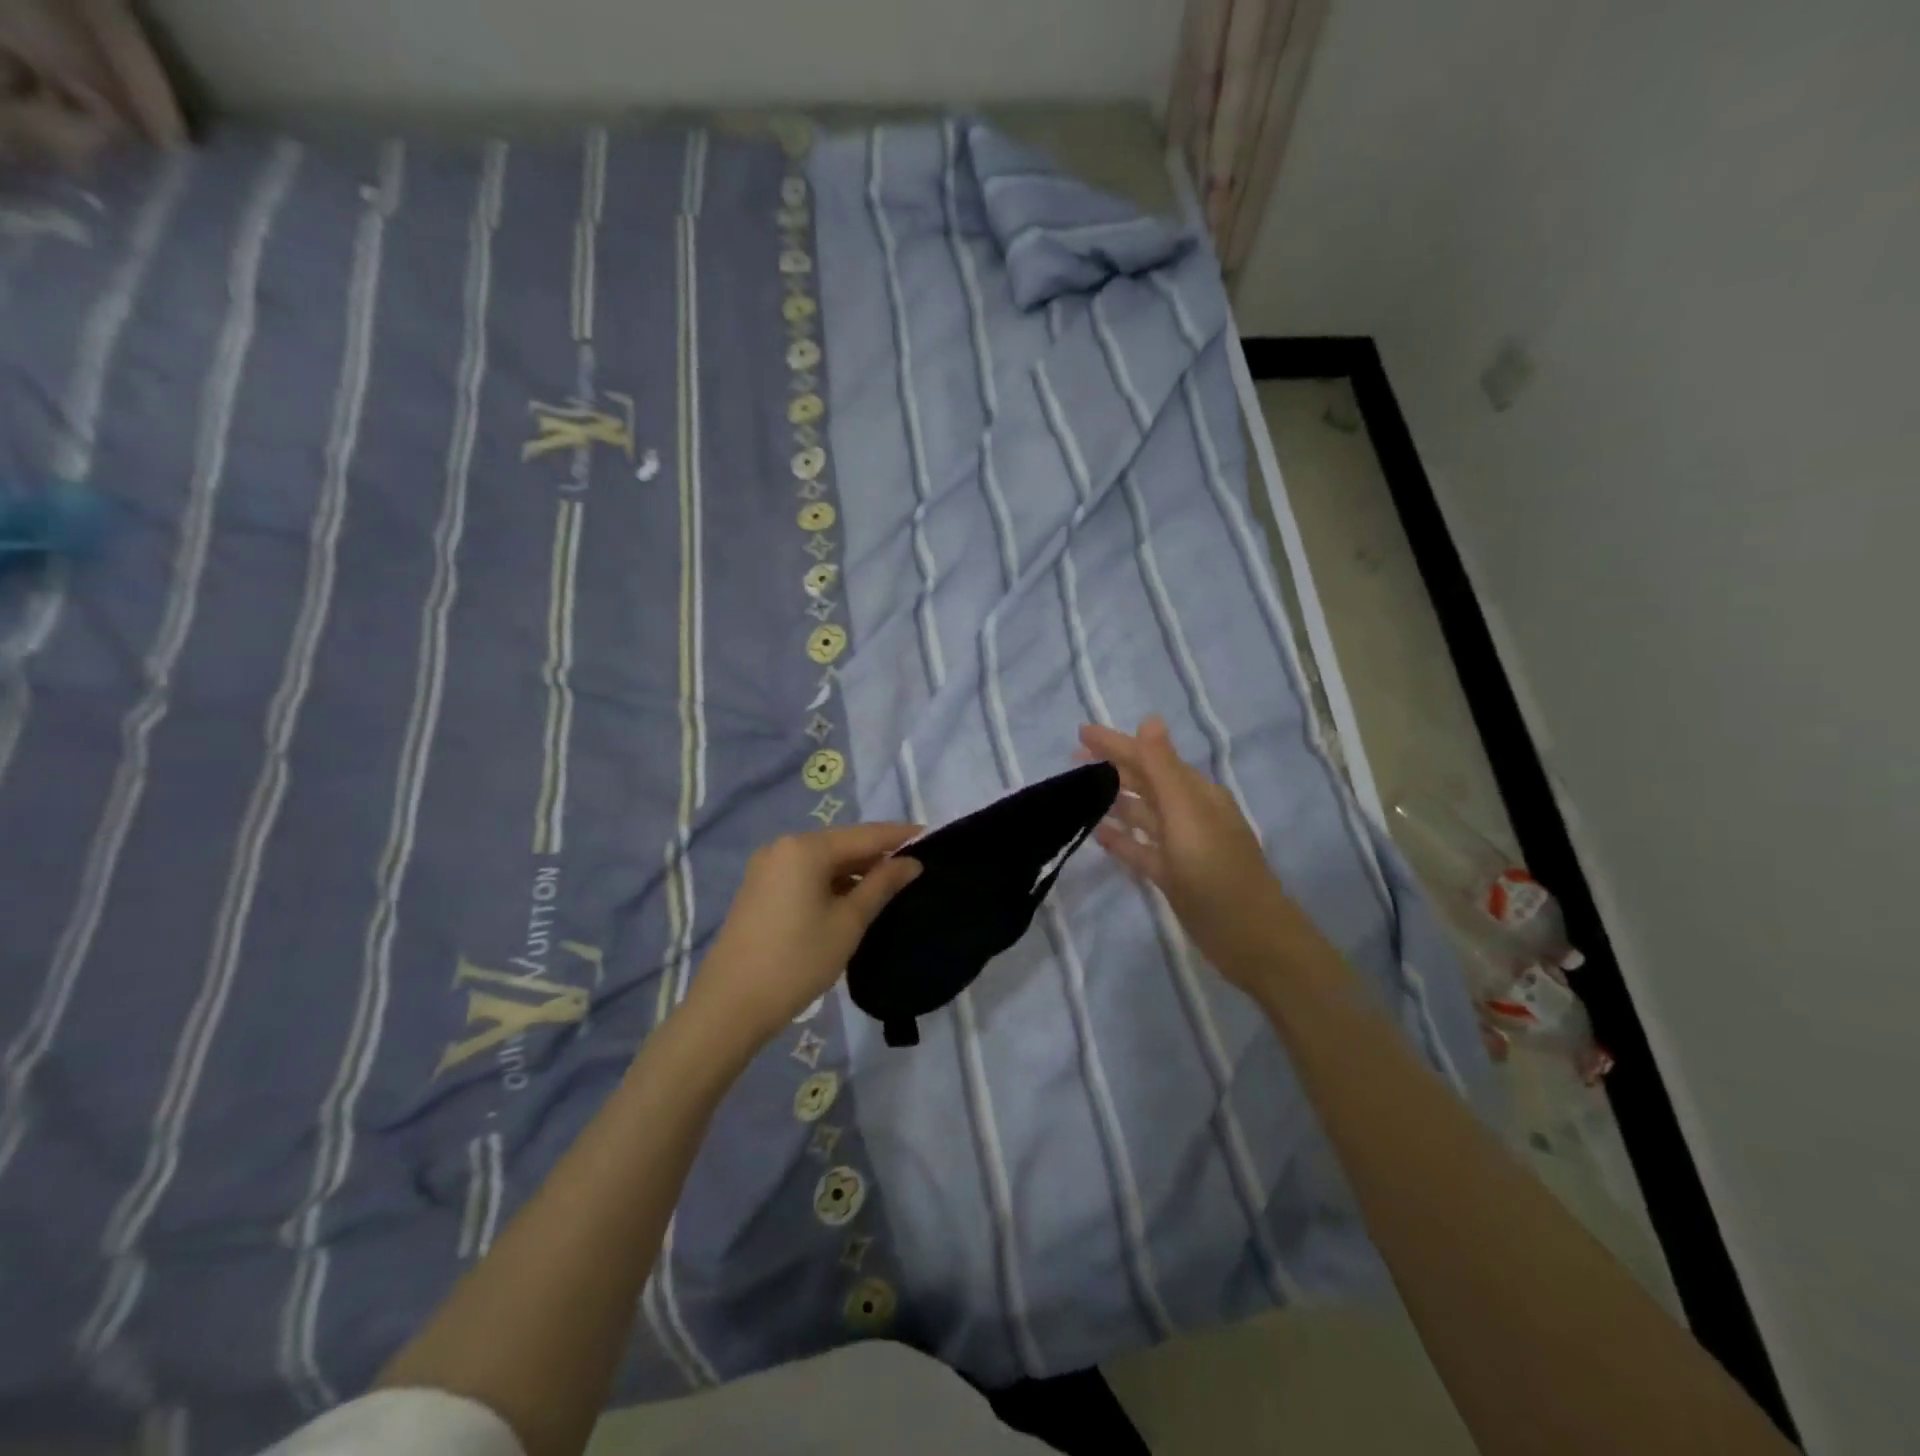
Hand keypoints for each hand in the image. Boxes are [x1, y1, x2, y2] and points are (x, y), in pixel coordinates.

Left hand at [684, 823, 922, 1049]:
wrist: (730, 1006)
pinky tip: (851, 898)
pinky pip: (804, 874)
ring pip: (823, 860)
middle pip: (842, 844)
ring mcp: (767, 867)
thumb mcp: (848, 923)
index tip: (932, 837)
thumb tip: (911, 863)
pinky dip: (831, 881)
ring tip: (889, 885)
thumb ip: (882, 885)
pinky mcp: (759, 888)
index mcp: (806, 848)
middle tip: (914, 866)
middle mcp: (783, 847)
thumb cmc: (797, 961)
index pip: (866, 835)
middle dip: (877, 855)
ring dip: (854, 870)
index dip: (900, 837)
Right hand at [1080, 716, 1309, 994]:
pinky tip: (1096, 833)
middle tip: (1072, 760)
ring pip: (1141, 814)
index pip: (1150, 758)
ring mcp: (1181, 846)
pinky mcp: (1172, 875)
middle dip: (1112, 767)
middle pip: (1145, 783)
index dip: (1116, 744)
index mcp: (1195, 794)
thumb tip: (1149, 719)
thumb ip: (1164, 769)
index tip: (1081, 733)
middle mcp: (1188, 813)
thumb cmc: (1217, 872)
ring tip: (1078, 792)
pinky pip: (1140, 848)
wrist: (1250, 938)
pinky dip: (1121, 838)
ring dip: (1114, 800)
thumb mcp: (1187, 816)